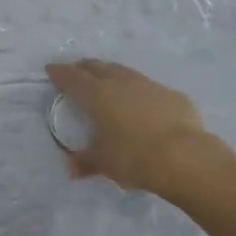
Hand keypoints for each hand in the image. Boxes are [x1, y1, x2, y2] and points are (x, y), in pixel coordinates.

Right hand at [45, 59, 208, 195]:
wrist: (185, 156)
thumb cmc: (135, 157)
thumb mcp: (105, 163)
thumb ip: (86, 162)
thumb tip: (71, 167)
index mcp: (99, 96)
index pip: (73, 79)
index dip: (60, 73)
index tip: (51, 69)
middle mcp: (122, 83)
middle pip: (98, 67)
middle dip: (84, 67)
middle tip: (77, 70)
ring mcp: (149, 85)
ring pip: (124, 72)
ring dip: (111, 73)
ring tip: (107, 78)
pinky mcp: (172, 95)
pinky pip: (148, 87)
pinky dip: (138, 90)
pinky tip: (141, 101)